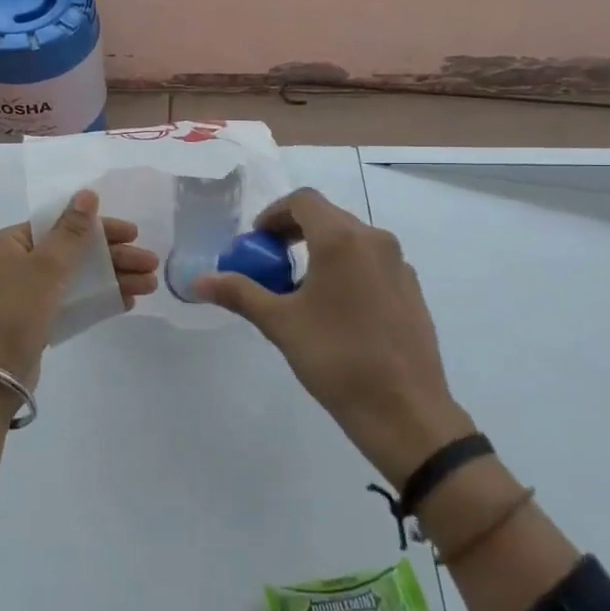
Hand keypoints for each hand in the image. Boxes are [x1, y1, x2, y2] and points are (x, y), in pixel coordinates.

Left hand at [0, 190, 158, 386]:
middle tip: (151, 263)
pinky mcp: (38, 318)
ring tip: (150, 285)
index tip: (133, 233)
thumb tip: (87, 193)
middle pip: (75, 250)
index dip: (99, 226)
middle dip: (115, 256)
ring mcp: (28, 292)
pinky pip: (74, 299)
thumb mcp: (47, 265)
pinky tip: (128, 300)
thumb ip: (72, 230)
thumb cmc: (16, 310)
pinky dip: (99, 297)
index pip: (62, 223)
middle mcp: (18, 262)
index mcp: (11, 242)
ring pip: (79, 276)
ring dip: (114, 277)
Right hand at [196, 187, 470, 484]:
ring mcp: (399, 265)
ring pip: (352, 241)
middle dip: (294, 234)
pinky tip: (336, 312)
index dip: (274, 214)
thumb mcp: (280, 323)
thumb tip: (198, 281)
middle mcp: (375, 241)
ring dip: (320, 252)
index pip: (303, 201)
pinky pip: (372, 264)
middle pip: (328, 218)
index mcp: (342, 240)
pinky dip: (346, 270)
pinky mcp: (412, 290)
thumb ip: (239, 293)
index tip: (257, 243)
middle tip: (271, 265)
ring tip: (300, 291)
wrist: (404, 409)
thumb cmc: (336, 358)